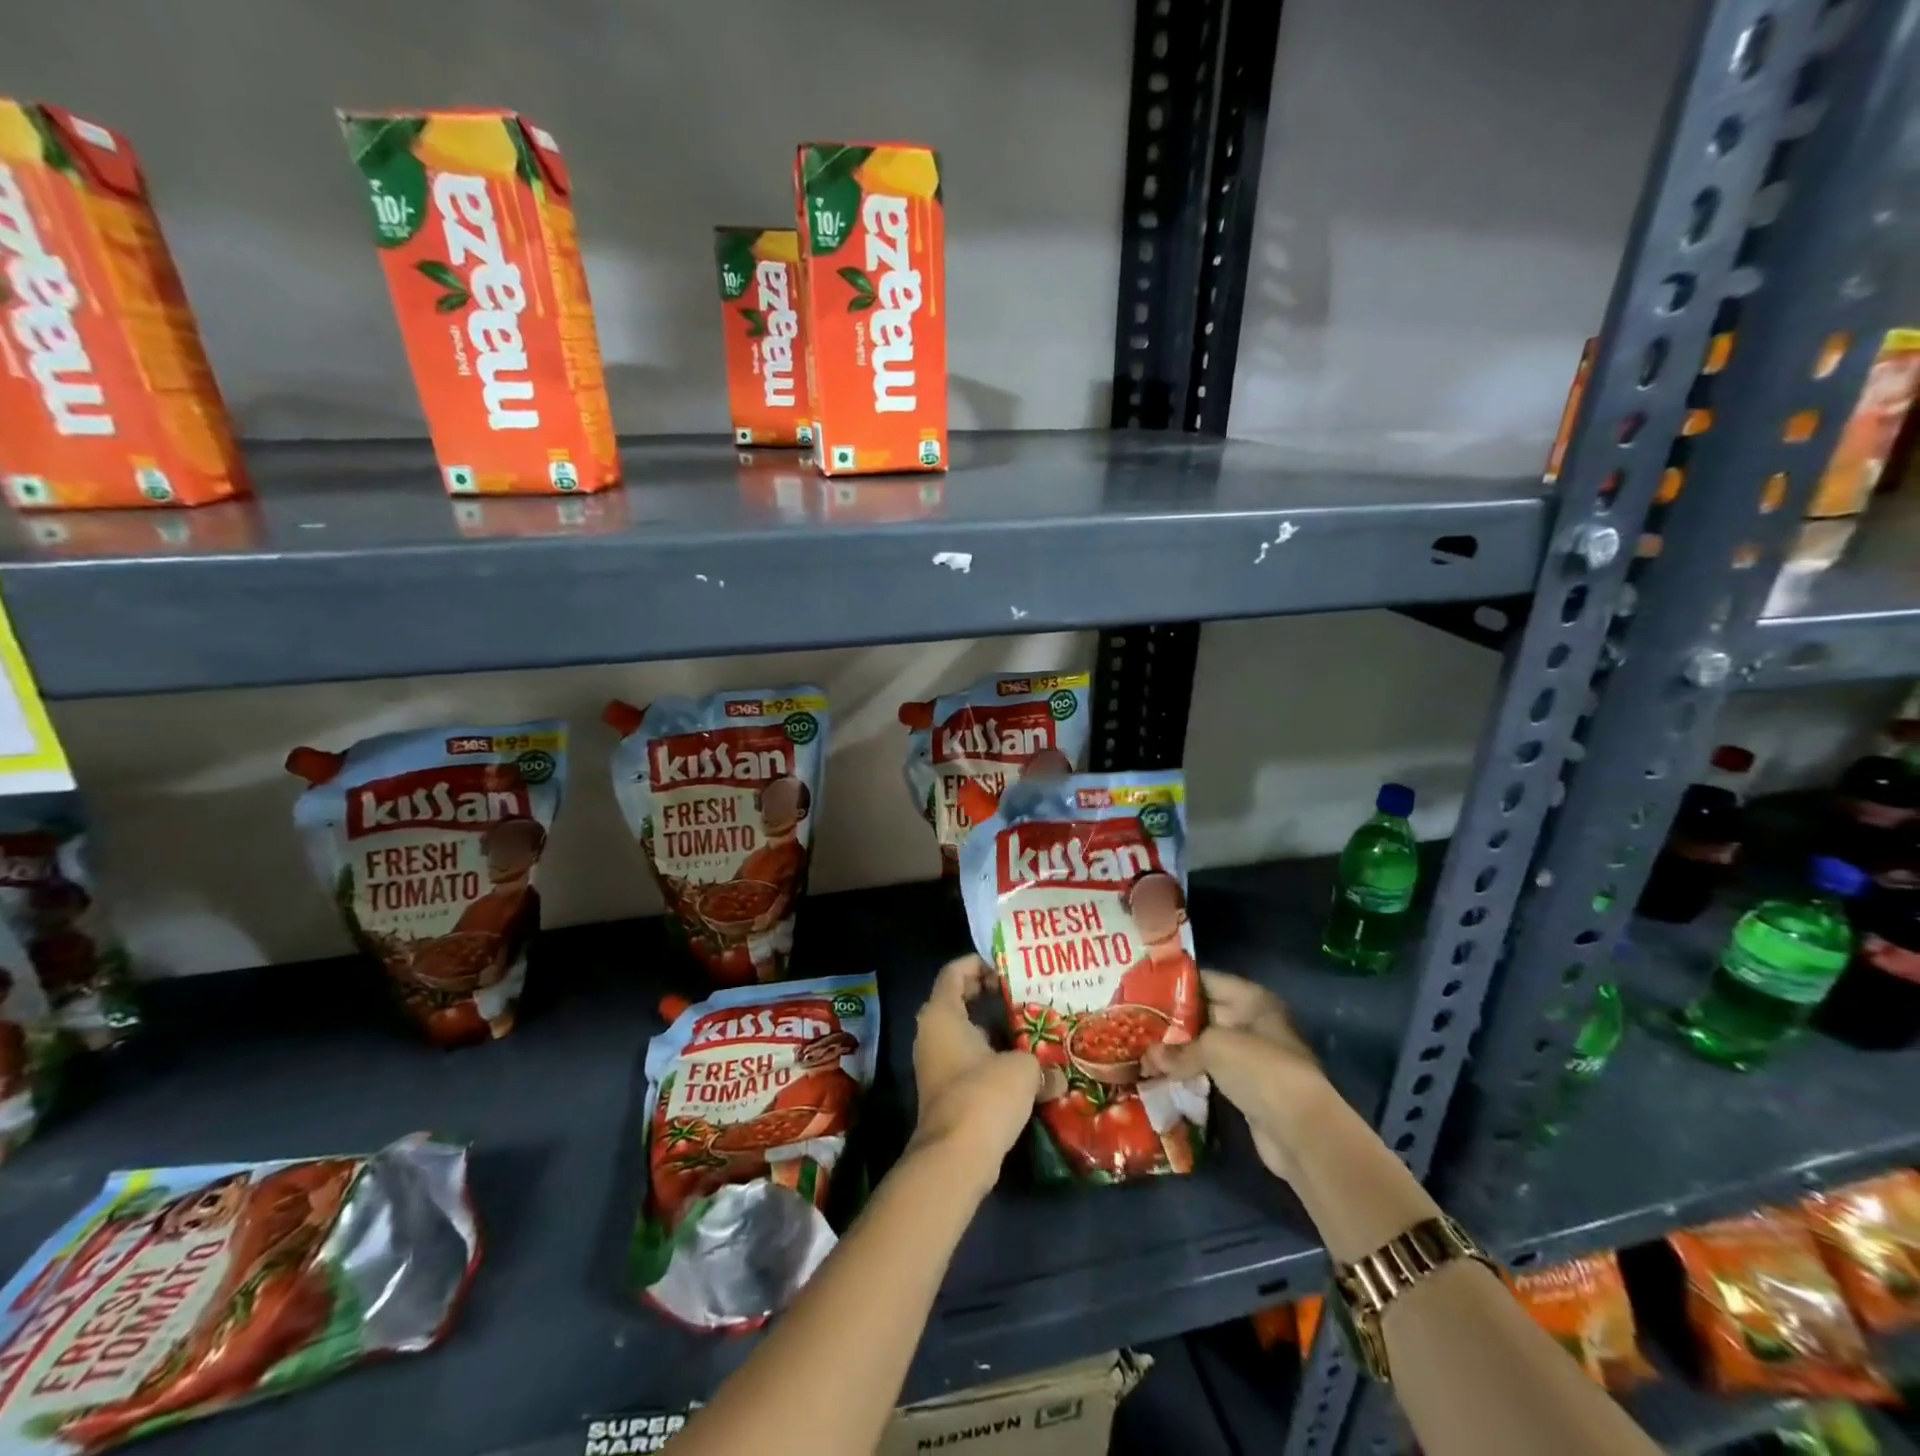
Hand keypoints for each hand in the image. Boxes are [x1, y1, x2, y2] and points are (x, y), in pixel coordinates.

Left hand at [909, 955, 1040, 1186]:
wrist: (956, 1157)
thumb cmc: (984, 1095)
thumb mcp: (1022, 1070)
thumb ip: (1041, 1064)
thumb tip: (1057, 1078)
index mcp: (942, 1013)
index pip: (954, 971)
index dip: (979, 963)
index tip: (1007, 969)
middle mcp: (931, 1033)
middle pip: (958, 999)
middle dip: (988, 995)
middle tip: (1022, 994)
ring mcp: (934, 1063)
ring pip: (964, 1032)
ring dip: (992, 1029)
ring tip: (1029, 1028)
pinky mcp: (944, 1090)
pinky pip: (967, 1059)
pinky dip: (989, 1056)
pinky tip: (1021, 1065)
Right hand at [1141, 971, 1332, 1181]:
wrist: (1300, 1130)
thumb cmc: (1258, 1068)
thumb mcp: (1213, 1048)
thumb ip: (1177, 1050)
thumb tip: (1147, 1058)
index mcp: (1251, 999)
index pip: (1205, 980)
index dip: (1174, 983)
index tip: (1141, 988)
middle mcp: (1253, 1021)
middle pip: (1204, 1012)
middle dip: (1171, 1019)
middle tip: (1133, 1019)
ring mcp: (1251, 1056)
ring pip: (1205, 1045)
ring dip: (1178, 1049)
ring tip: (1140, 1046)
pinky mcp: (1247, 1087)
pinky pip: (1211, 1072)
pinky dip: (1189, 1073)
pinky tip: (1161, 1073)